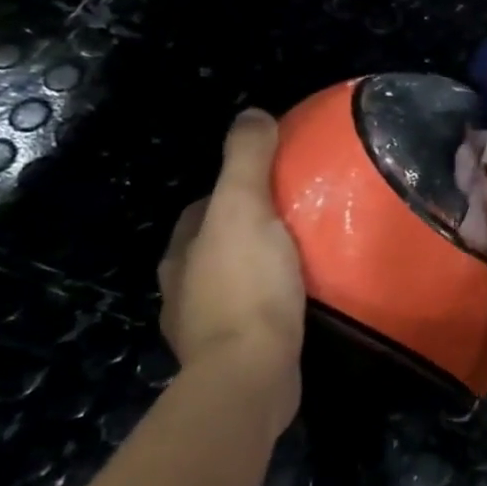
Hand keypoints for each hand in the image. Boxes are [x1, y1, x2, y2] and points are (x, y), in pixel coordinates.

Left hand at [158, 110, 306, 418]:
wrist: (250, 373)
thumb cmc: (247, 286)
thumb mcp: (245, 209)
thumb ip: (246, 160)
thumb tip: (251, 112)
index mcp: (182, 250)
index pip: (204, 206)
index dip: (234, 189)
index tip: (275, 184)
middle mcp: (183, 286)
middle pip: (217, 244)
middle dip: (248, 230)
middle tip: (297, 219)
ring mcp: (204, 325)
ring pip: (234, 280)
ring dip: (259, 268)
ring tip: (304, 259)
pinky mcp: (232, 354)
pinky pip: (252, 314)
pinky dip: (270, 302)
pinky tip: (299, 302)